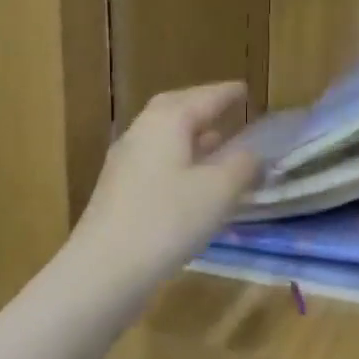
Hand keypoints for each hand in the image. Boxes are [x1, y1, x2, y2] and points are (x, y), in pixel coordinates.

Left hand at [71, 83, 262, 286]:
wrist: (105, 269)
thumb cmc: (168, 220)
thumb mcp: (220, 190)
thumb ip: (243, 164)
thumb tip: (253, 152)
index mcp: (167, 121)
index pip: (204, 97)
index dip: (228, 94)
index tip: (246, 89)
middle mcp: (142, 131)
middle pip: (176, 109)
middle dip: (204, 107)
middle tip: (229, 108)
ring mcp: (125, 161)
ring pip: (164, 135)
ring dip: (191, 134)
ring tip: (217, 141)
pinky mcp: (118, 189)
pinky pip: (156, 159)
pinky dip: (179, 158)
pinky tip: (193, 179)